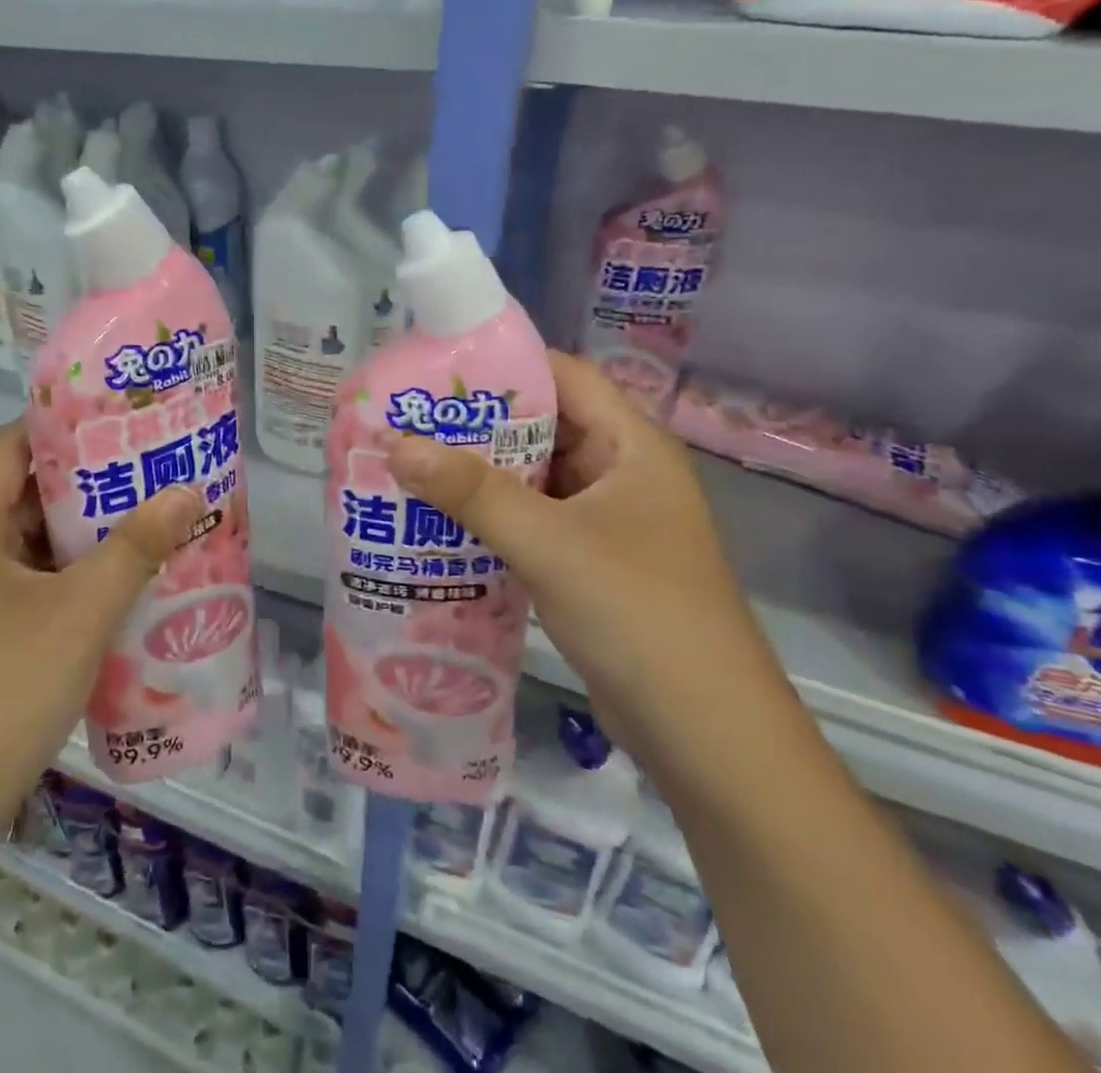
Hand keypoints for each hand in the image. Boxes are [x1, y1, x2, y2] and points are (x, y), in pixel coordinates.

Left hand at [0, 421, 202, 839]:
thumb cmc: (3, 689)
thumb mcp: (82, 611)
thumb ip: (137, 547)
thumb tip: (188, 491)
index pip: (7, 449)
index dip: (58, 425)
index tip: (116, 418)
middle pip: (23, 496)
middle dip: (87, 482)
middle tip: (149, 469)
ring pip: (30, 546)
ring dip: (85, 535)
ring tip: (148, 519)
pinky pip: (31, 588)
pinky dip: (72, 578)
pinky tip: (121, 585)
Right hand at [385, 351, 782, 759]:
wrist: (705, 735)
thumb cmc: (640, 614)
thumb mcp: (551, 544)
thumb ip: (473, 492)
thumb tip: (395, 443)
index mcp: (632, 446)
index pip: (566, 377)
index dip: (505, 365)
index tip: (437, 367)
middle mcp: (621, 473)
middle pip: (543, 427)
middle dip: (477, 424)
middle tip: (408, 418)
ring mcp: (606, 522)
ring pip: (533, 478)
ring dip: (479, 474)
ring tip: (410, 463)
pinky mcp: (588, 563)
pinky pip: (531, 521)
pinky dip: (490, 516)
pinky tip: (439, 521)